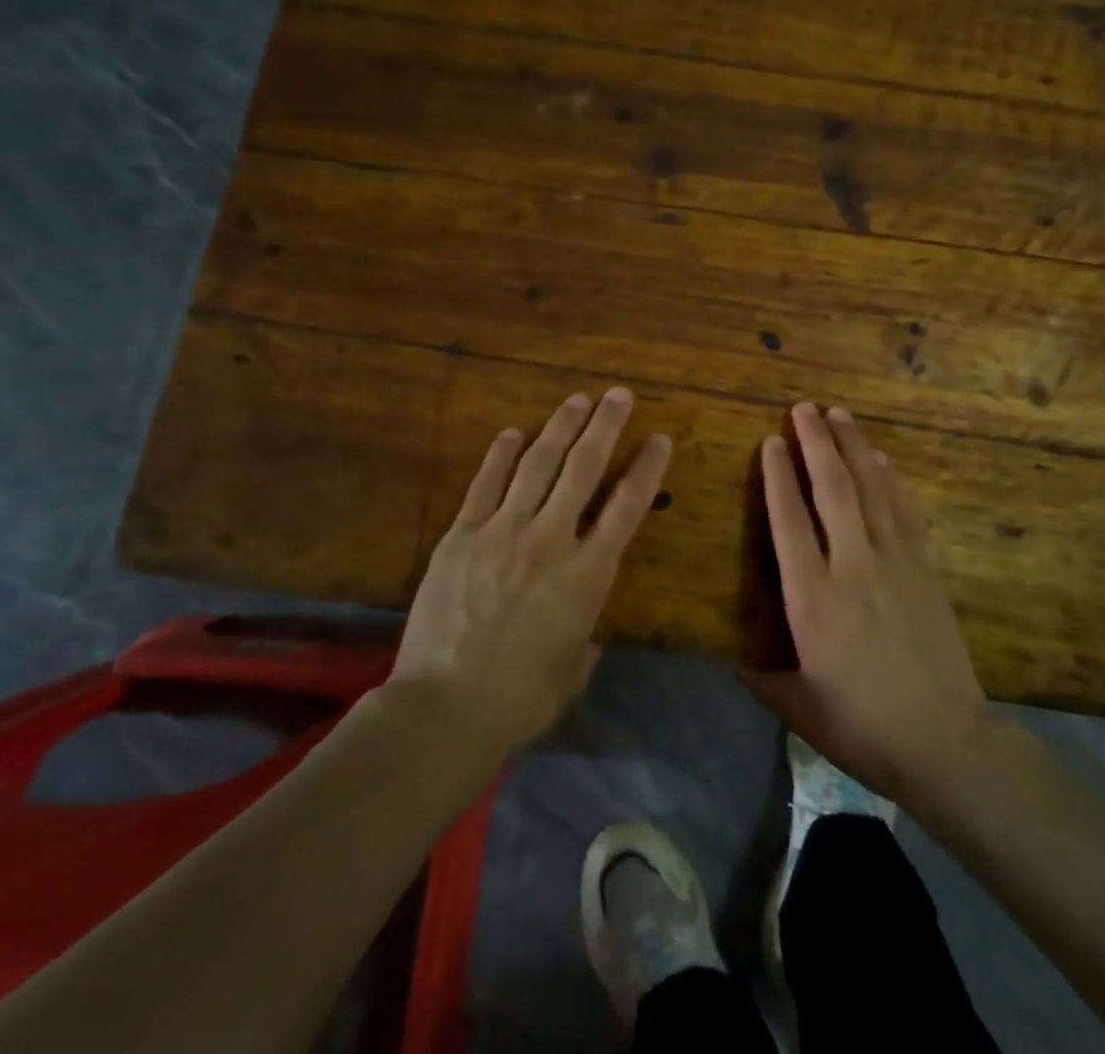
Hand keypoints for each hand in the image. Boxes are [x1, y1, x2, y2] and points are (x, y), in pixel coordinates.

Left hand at [389, 387, 671, 755]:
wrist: (445, 708)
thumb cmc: (520, 698)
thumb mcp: (572, 671)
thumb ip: (585, 642)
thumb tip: (585, 633)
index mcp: (587, 574)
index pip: (627, 507)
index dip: (646, 468)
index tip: (659, 438)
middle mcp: (551, 540)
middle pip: (583, 469)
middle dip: (605, 426)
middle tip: (618, 395)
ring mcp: (502, 532)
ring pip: (537, 465)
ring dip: (560, 428)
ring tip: (577, 400)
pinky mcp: (461, 536)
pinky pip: (485, 485)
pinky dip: (500, 456)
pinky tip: (512, 433)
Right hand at [743, 402, 987, 801]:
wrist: (945, 741)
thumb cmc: (862, 726)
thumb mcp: (801, 709)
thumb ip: (764, 680)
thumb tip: (735, 665)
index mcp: (812, 598)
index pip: (789, 520)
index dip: (778, 476)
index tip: (771, 441)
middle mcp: (851, 566)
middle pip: (832, 489)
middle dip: (816, 443)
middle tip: (804, 408)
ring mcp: (894, 562)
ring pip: (871, 489)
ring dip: (854, 447)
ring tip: (840, 414)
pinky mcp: (925, 569)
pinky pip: (905, 511)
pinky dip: (891, 480)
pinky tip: (882, 460)